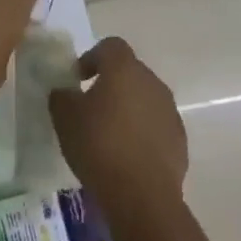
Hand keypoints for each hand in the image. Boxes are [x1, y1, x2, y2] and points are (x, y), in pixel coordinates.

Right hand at [48, 37, 187, 206]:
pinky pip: (155, 125)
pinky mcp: (179, 139)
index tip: (77, 79)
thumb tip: (66, 91)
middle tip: (88, 107)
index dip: (91, 57)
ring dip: (126, 108)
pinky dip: (141, 132)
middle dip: (109, 84)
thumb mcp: (64, 117)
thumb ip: (61, 96)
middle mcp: (152, 83)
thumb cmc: (98, 146)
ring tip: (107, 134)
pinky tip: (125, 155)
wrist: (141, 195)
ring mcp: (170, 111)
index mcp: (124, 70)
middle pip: (129, 72)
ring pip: (144, 99)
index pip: (111, 46)